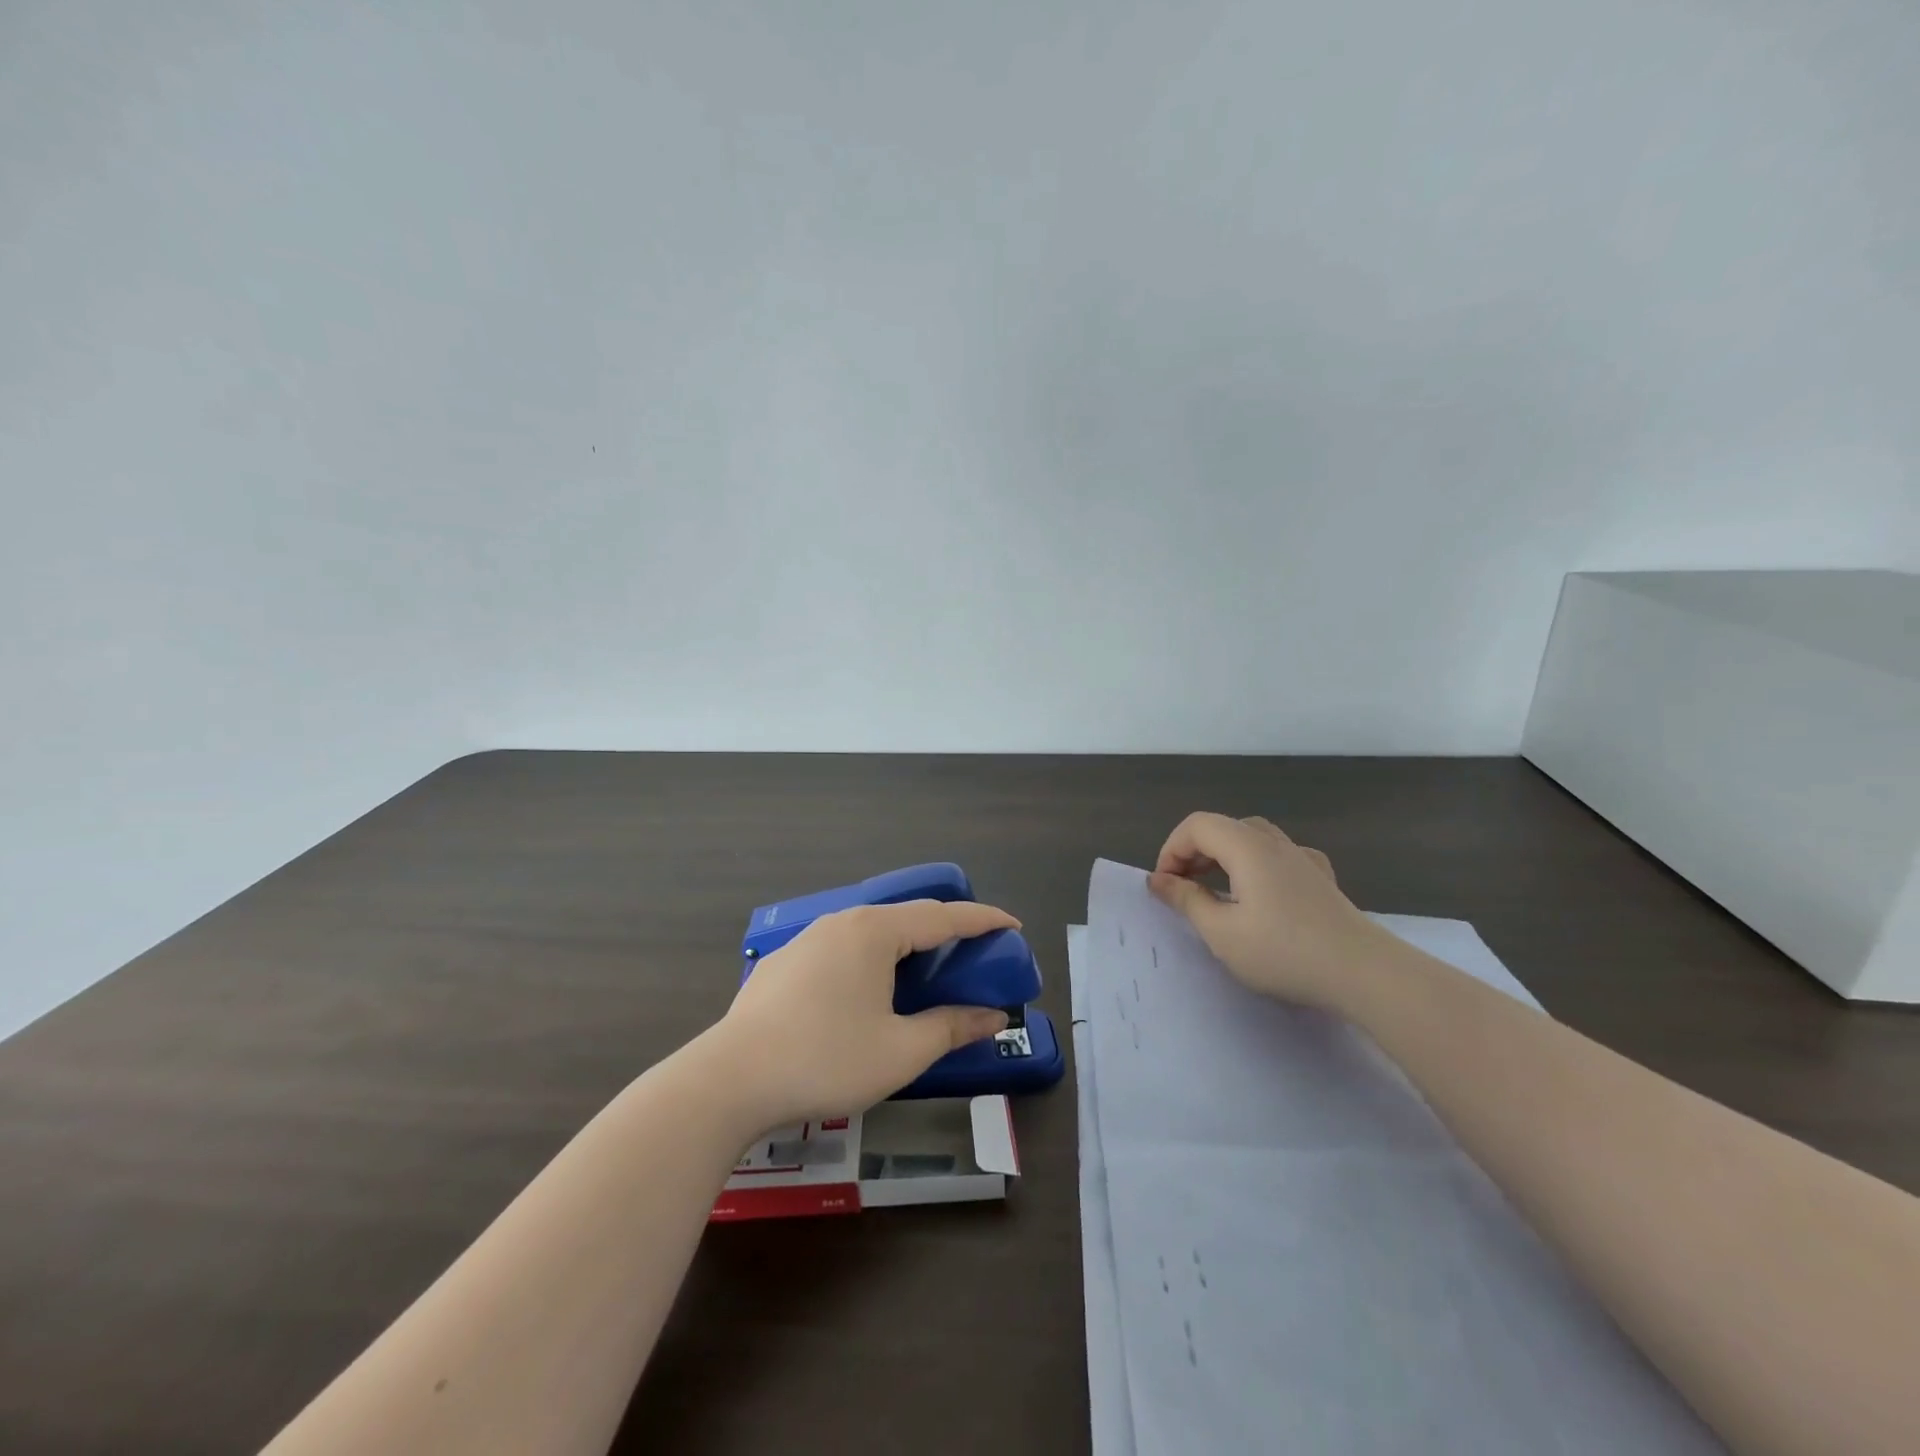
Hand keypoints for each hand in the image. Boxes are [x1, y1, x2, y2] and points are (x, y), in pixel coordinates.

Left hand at [714, 900, 1018, 1128]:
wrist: (730, 1080)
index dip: (983, 920)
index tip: (1013, 926)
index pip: (943, 916)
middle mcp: (842, 922)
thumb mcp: (901, 1051)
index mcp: (875, 932)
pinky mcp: (784, 963)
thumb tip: (994, 1016)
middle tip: (975, 955)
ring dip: (906, 948)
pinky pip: (842, 950)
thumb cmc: (826, 1060)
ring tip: (926, 973)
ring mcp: (808, 940)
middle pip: (907, 919)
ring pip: (871, 933)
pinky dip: (871, 961)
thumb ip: (951, 1027)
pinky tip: (867, 993)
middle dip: (946, 933)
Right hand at [1148, 812, 1392, 1012]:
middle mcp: (1275, 842)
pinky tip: (1262, 891)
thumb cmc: (1284, 952)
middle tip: (1183, 889)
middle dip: (1195, 852)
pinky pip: (1280, 855)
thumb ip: (1186, 900)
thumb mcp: (1221, 932)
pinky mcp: (1322, 878)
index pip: (1196, 826)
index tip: (1165, 887)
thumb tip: (1158, 880)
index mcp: (1246, 847)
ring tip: (1216, 890)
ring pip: (1253, 838)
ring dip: (1225, 856)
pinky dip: (1257, 864)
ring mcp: (1303, 858)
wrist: (1364, 973)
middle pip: (1224, 827)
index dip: (1172, 850)